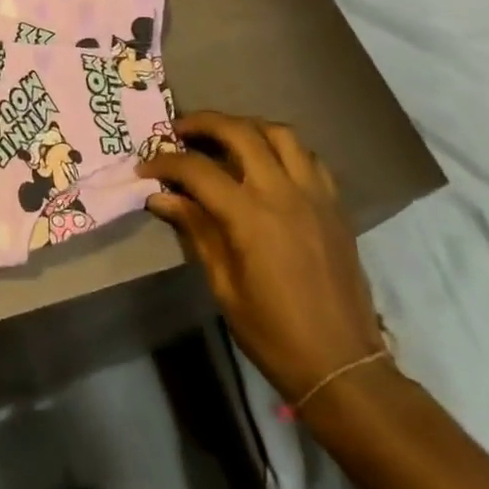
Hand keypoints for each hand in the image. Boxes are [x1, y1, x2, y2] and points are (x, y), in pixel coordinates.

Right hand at [139, 111, 382, 402]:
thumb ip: (195, 230)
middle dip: (203, 123)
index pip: (197, 170)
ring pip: (280, 134)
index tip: (145, 167)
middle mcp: (283, 193)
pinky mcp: (335, 206)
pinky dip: (284, 149)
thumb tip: (161, 197)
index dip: (165, 163)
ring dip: (247, 126)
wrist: (343, 365)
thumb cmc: (273, 333)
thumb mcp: (223, 285)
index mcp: (250, 217)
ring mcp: (315, 196)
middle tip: (179, 130)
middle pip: (240, 132)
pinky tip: (268, 164)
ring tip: (225, 137)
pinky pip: (310, 158)